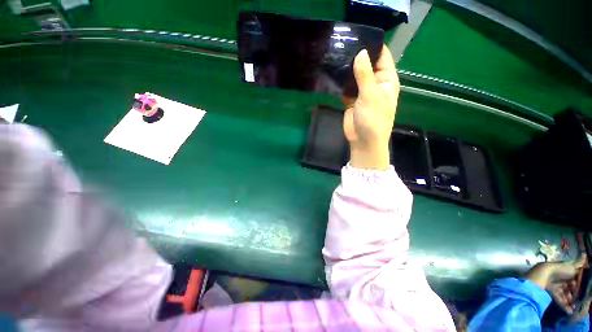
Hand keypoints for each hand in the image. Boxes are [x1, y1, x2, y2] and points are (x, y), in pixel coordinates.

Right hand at [343, 46, 399, 169]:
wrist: (363, 141)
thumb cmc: (373, 120)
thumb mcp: (370, 96)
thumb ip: (365, 75)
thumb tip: (360, 53)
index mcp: (386, 81)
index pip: (382, 57)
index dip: (373, 46)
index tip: (358, 37)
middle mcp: (375, 84)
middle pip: (367, 65)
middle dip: (357, 58)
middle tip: (342, 46)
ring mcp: (362, 92)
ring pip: (355, 77)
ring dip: (347, 70)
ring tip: (335, 57)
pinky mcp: (352, 100)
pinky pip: (347, 88)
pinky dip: (341, 83)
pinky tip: (333, 75)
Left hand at [526, 254, 586, 312]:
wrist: (544, 275)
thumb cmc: (560, 270)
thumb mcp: (572, 266)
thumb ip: (579, 262)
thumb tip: (585, 254)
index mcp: (565, 271)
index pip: (573, 278)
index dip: (578, 284)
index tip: (582, 289)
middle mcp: (560, 277)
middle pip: (569, 287)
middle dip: (574, 294)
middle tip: (579, 300)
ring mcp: (555, 285)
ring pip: (564, 294)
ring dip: (570, 301)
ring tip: (574, 307)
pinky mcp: (550, 291)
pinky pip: (558, 298)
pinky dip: (564, 304)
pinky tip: (569, 311)